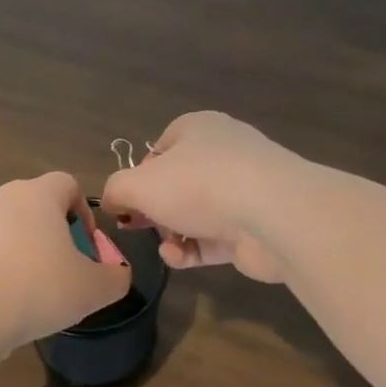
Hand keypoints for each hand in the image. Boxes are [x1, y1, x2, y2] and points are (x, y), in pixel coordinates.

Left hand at [0, 172, 133, 346]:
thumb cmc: (43, 287)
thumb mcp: (95, 288)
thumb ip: (116, 277)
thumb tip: (118, 274)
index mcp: (39, 194)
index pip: (68, 184)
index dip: (84, 211)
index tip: (88, 246)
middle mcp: (7, 197)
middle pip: (40, 205)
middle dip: (58, 232)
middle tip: (69, 267)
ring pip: (16, 227)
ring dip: (31, 249)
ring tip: (41, 286)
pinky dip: (8, 264)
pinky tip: (14, 295)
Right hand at [101, 112, 300, 281]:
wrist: (273, 215)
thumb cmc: (199, 185)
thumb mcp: (138, 184)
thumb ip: (116, 190)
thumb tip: (112, 202)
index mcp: (197, 129)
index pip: (159, 149)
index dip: (138, 175)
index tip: (126, 200)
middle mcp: (223, 154)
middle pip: (176, 184)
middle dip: (154, 210)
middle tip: (137, 226)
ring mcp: (243, 191)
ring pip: (194, 215)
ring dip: (172, 234)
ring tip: (166, 247)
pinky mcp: (254, 227)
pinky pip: (213, 239)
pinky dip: (192, 250)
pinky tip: (180, 257)